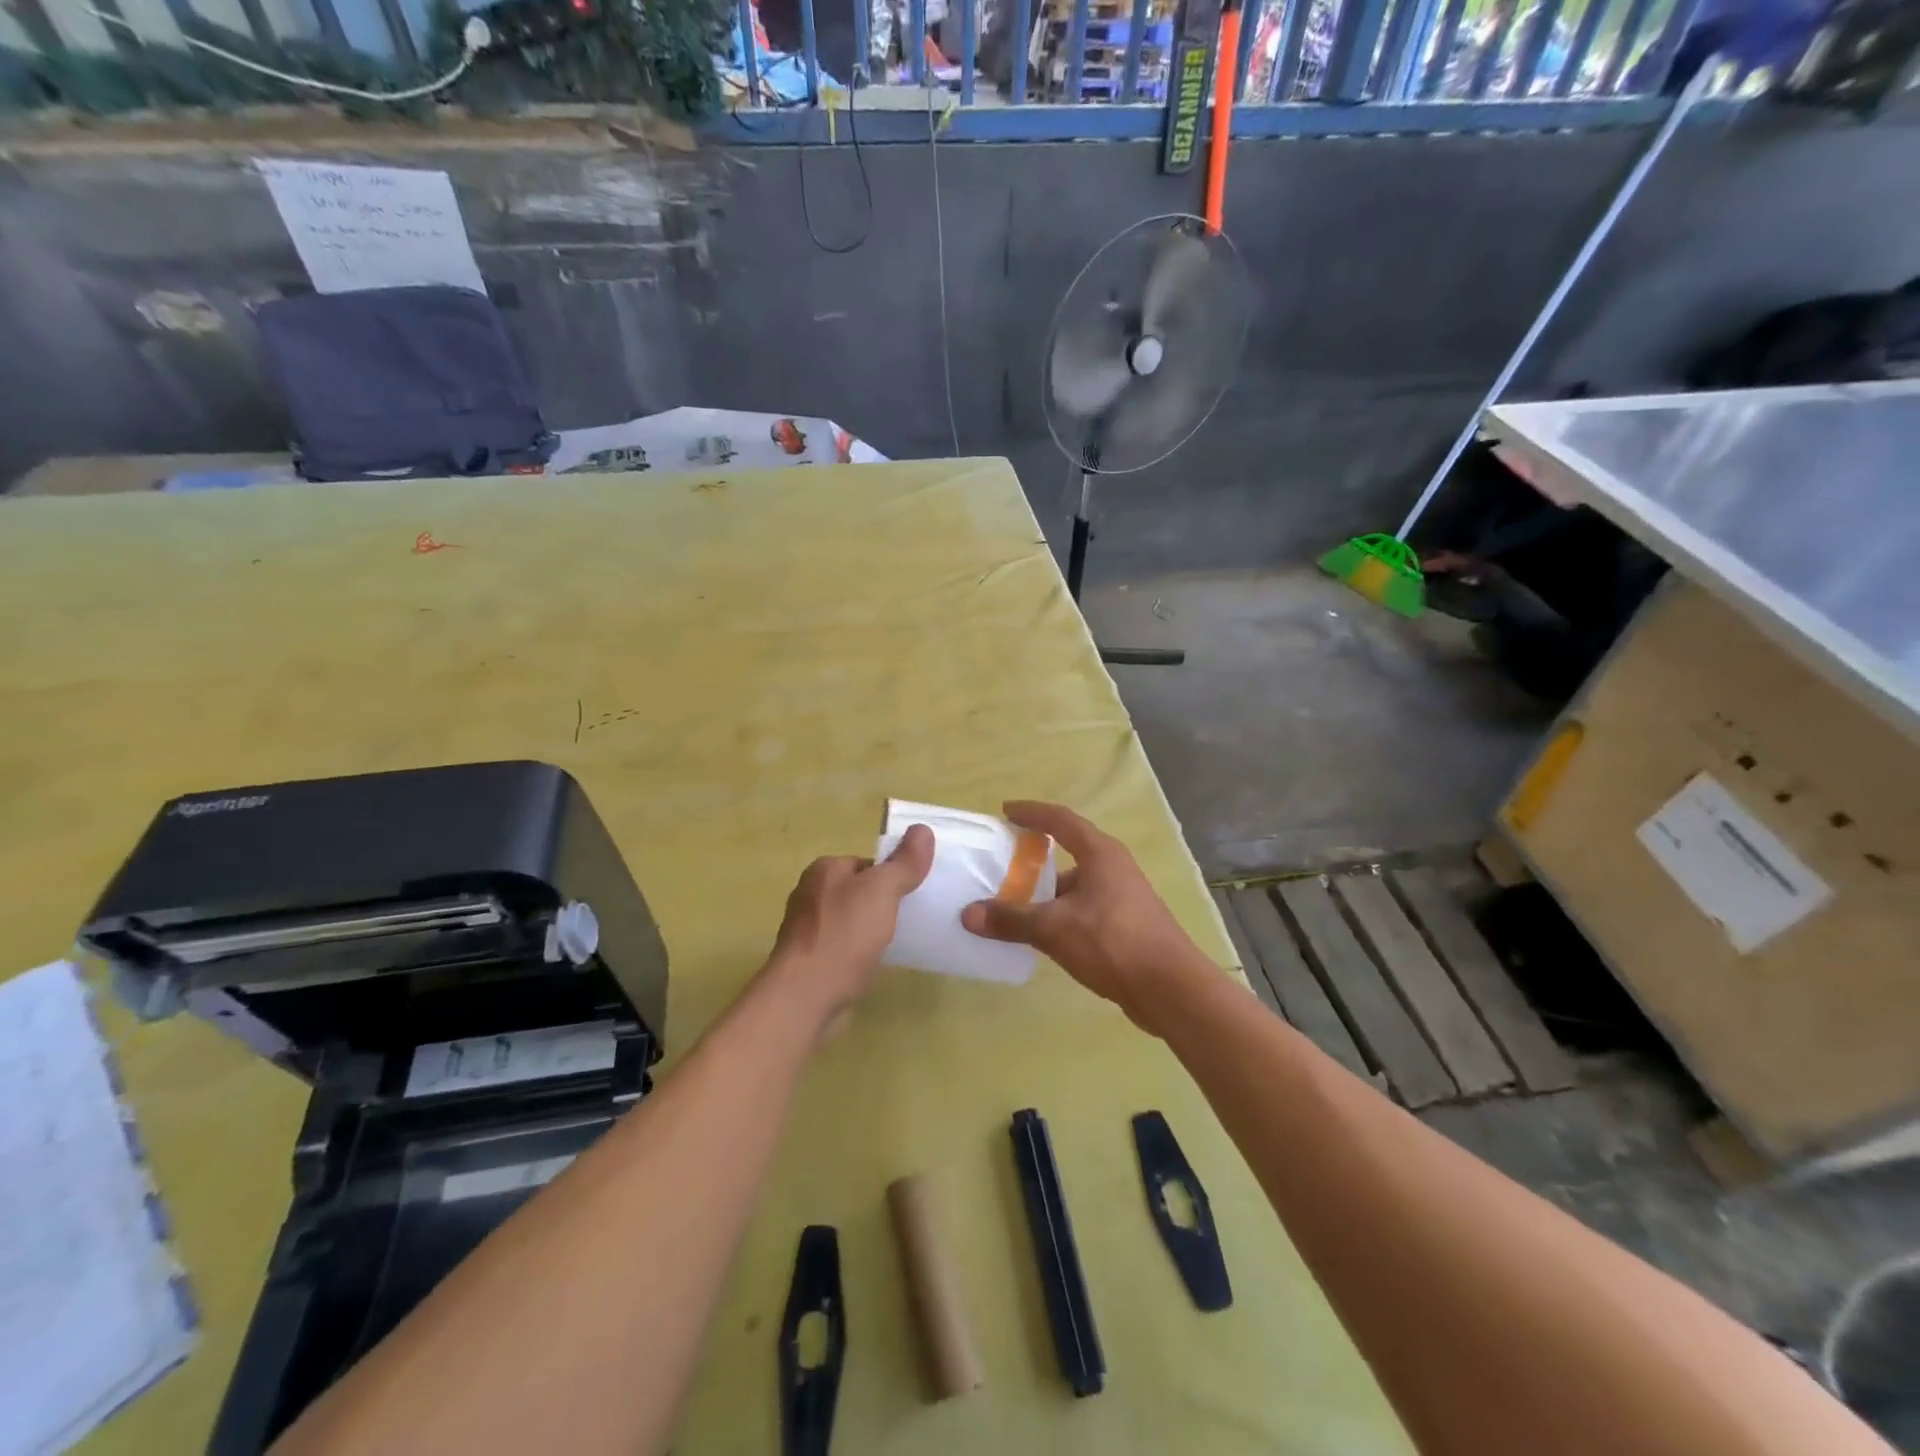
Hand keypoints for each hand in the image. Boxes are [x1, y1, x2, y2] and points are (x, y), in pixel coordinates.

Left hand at [765, 824, 934, 1025]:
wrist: (806, 995)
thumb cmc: (844, 934)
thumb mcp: (882, 890)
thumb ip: (903, 862)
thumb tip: (923, 829)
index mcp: (824, 869)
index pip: (867, 863)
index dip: (893, 876)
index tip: (914, 894)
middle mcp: (810, 893)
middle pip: (859, 891)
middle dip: (883, 903)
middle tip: (911, 918)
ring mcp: (807, 929)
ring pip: (851, 920)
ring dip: (871, 929)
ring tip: (897, 942)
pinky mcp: (809, 960)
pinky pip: (843, 947)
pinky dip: (859, 952)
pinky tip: (874, 963)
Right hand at [960, 802, 1204, 1032]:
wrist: (1171, 989)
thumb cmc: (1113, 942)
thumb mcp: (1054, 928)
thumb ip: (1011, 919)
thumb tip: (968, 914)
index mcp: (1100, 853)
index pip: (1060, 819)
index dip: (1032, 812)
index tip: (1006, 811)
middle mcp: (1114, 867)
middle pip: (1069, 851)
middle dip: (1035, 856)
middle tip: (1003, 862)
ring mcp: (1123, 897)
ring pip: (1075, 885)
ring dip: (1047, 891)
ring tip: (1013, 903)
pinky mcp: (1126, 925)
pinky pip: (1083, 908)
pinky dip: (1060, 913)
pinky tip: (1041, 934)